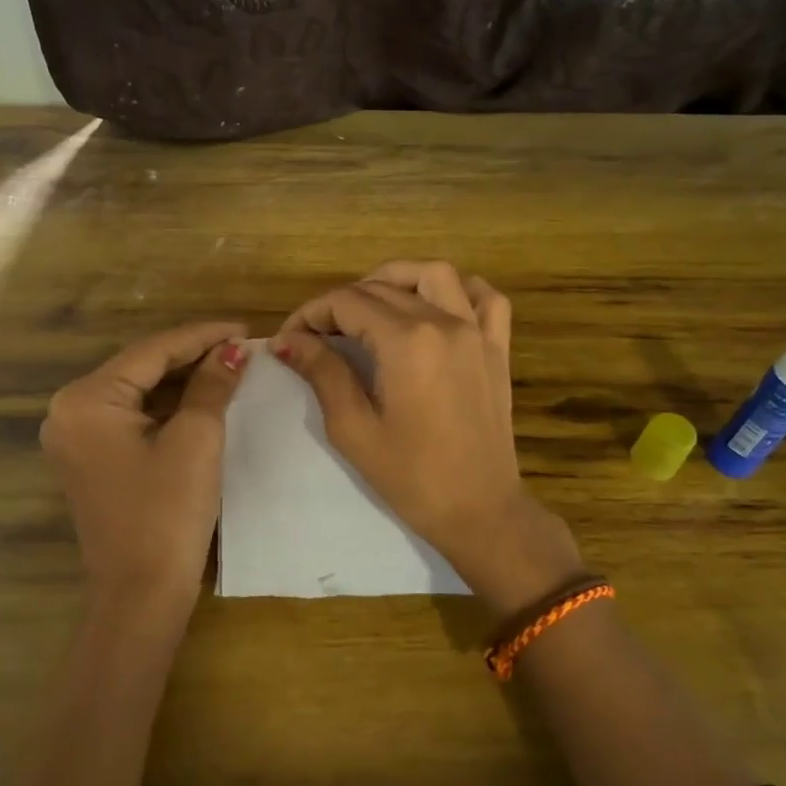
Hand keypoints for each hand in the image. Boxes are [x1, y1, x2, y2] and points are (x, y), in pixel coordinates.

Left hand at [41, 322, 249, 618]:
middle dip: (192, 355)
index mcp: (86, 400)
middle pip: (141, 368)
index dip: (202, 336)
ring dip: (182, 379)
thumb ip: (212, 384)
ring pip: (138, 391)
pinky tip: (202, 396)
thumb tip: (233, 350)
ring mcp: (76, 437)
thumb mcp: (196, 440)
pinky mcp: (91, 458)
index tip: (245, 328)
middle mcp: (69, 411)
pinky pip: (132, 417)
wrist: (141, 595)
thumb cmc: (168, 513)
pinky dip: (167, 406)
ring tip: (229, 365)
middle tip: (241, 346)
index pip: (152, 351)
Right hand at [275, 261, 583, 613]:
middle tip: (317, 333)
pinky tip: (435, 306)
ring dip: (397, 279)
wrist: (480, 511)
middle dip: (341, 302)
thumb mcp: (354, 428)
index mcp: (406, 341)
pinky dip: (458, 290)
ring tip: (370, 304)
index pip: (347, 303)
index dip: (311, 314)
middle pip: (383, 287)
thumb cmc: (411, 477)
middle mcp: (444, 322)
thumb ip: (323, 372)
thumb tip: (287, 340)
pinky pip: (485, 297)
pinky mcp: (498, 347)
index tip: (290, 338)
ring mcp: (478, 331)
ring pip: (435, 274)